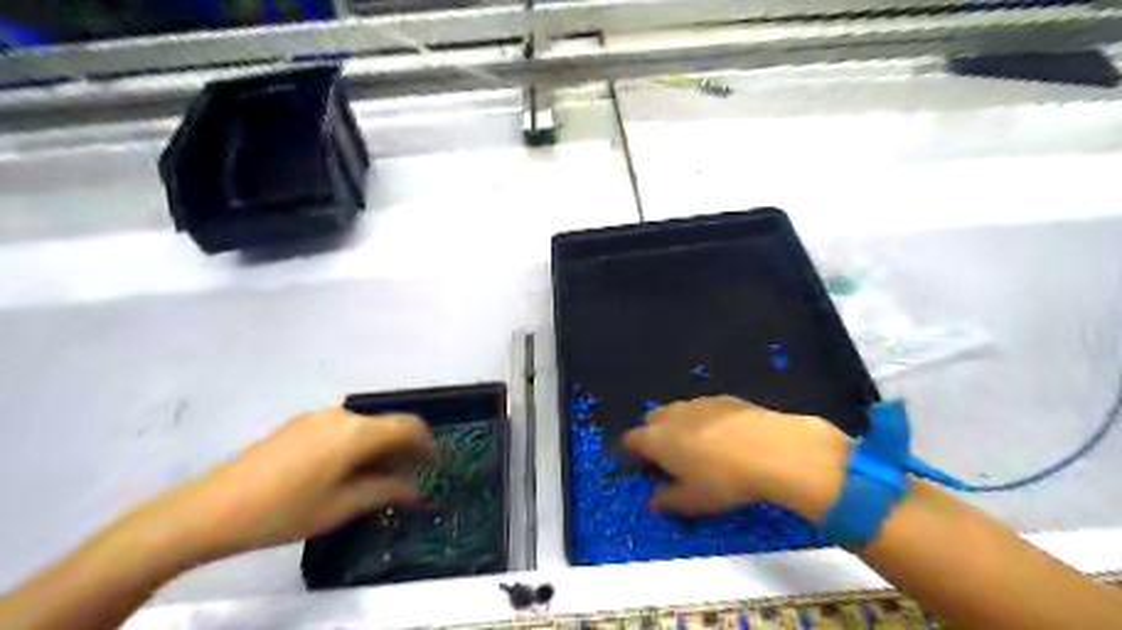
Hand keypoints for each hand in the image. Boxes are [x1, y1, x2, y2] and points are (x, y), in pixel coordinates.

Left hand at [113, 409, 435, 561]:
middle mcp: (342, 415)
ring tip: (375, 479)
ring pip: (366, 426)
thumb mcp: (341, 506)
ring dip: (380, 447)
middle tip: (406, 480)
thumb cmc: (283, 511)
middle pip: (388, 424)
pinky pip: (344, 428)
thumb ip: (385, 491)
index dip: (428, 444)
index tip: (434, 466)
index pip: (409, 425)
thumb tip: (418, 489)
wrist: (208, 509)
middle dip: (404, 449)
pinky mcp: (300, 424)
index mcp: (357, 432)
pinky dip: (358, 444)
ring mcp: (318, 416)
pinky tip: (344, 471)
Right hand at [621, 398, 850, 522]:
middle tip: (671, 459)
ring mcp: (698, 402)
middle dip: (655, 435)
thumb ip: (668, 501)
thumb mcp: (693, 501)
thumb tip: (654, 501)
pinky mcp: (724, 398)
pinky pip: (704, 409)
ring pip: (678, 412)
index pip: (631, 440)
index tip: (644, 468)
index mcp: (656, 439)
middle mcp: (671, 415)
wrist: (772, 449)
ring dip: (680, 426)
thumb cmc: (724, 480)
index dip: (633, 453)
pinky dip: (706, 420)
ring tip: (700, 448)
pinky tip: (726, 438)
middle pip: (652, 420)